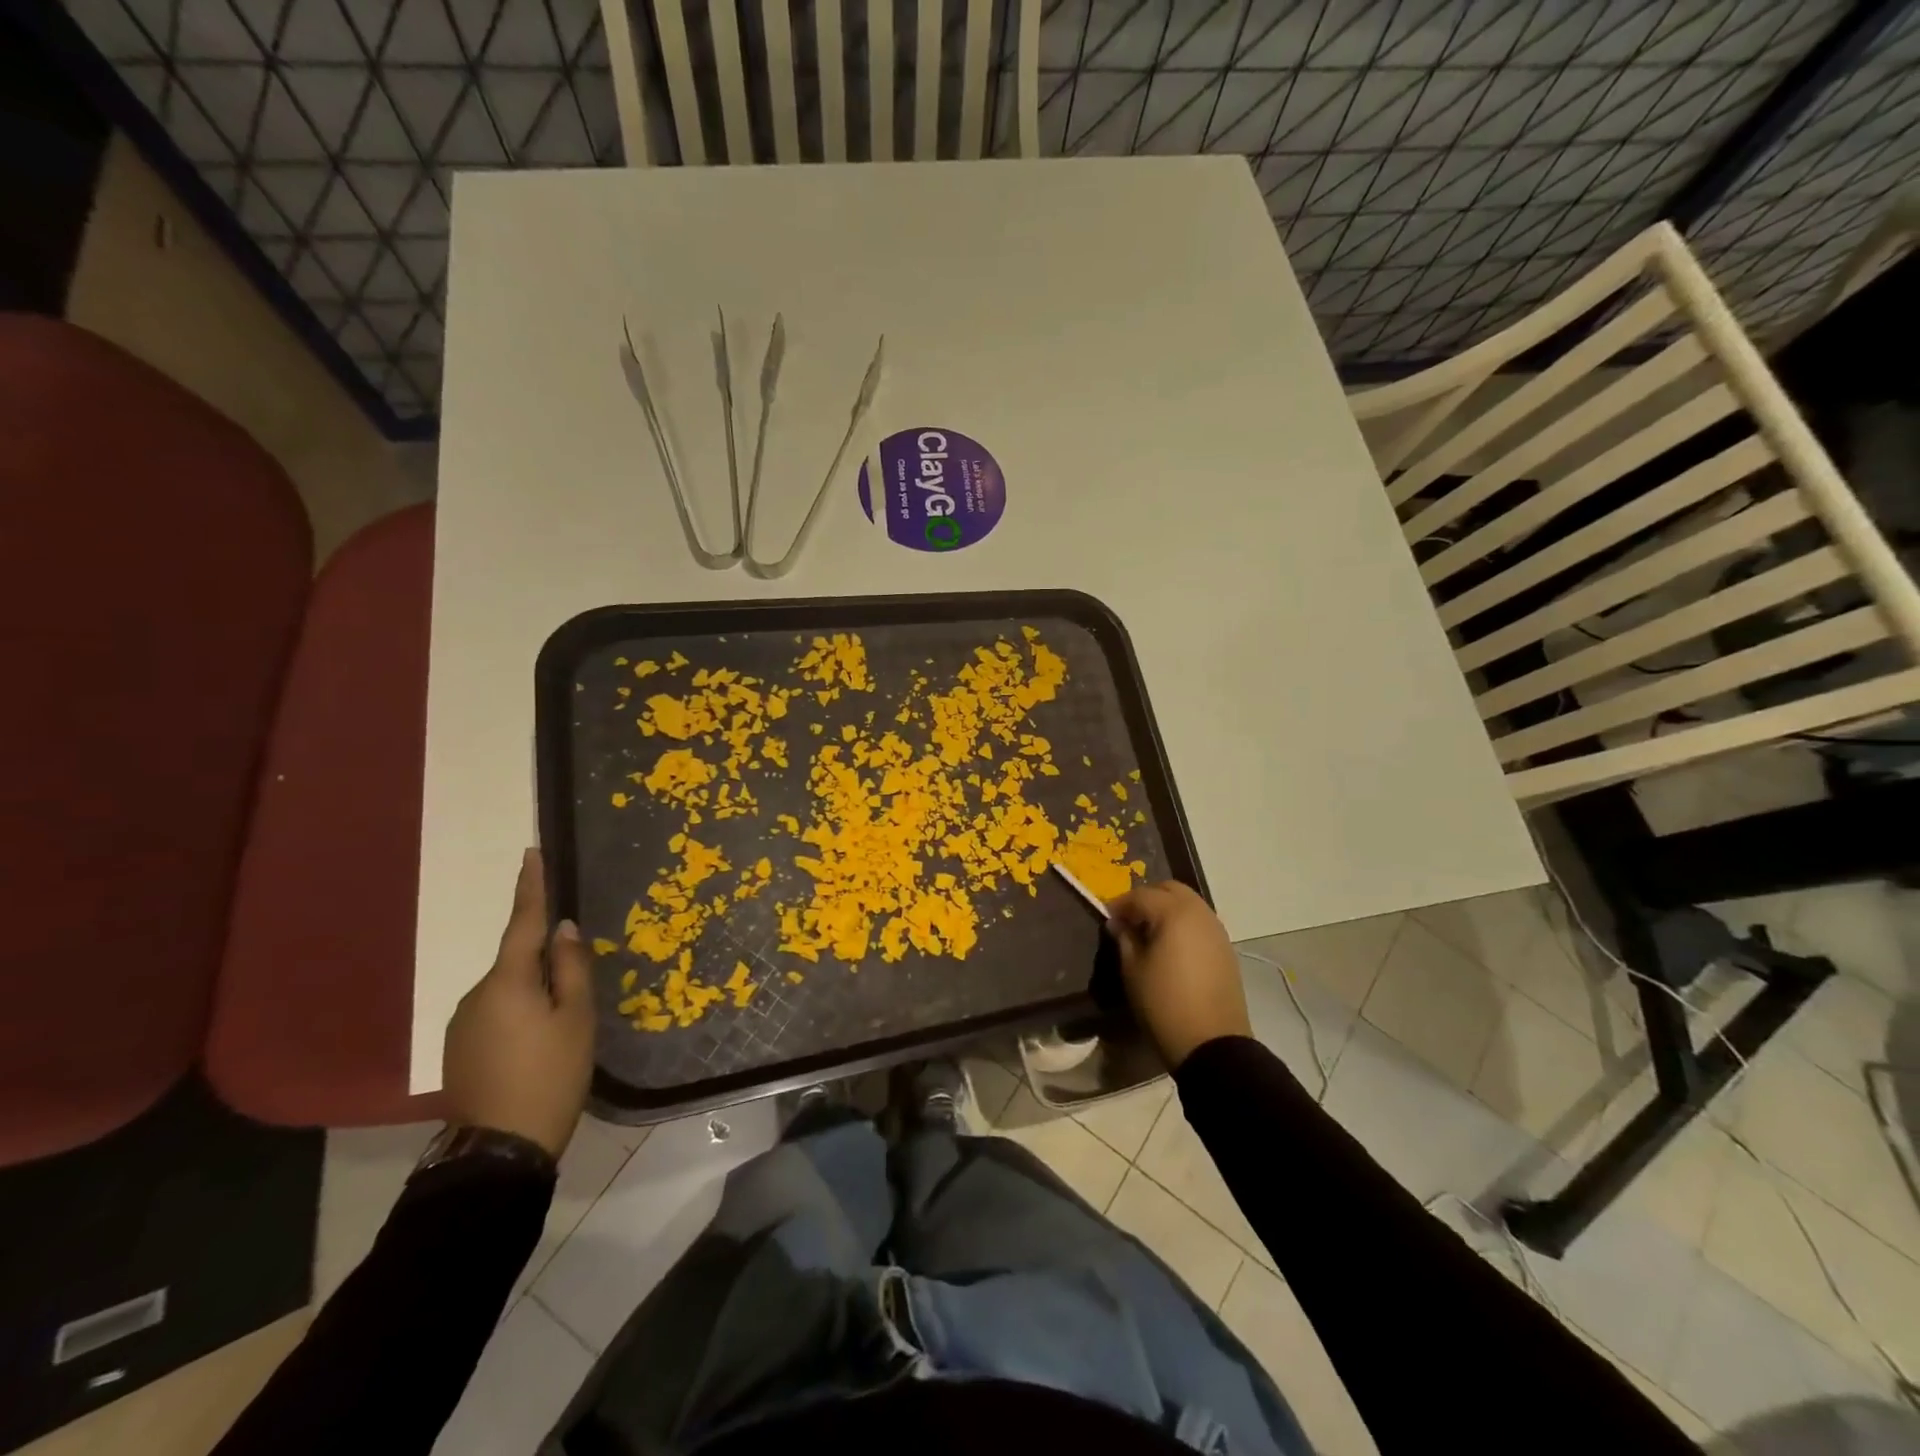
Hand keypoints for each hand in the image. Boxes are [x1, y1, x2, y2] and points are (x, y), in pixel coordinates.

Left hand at [442, 849, 594, 1158]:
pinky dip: (519, 1017)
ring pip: (507, 991)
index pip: (524, 922)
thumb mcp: (577, 1017)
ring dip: (533, 995)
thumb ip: (572, 968)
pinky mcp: (459, 1049)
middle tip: (576, 992)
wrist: (499, 1149)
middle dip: (545, 964)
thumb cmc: (551, 1074)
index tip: (531, 854)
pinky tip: (536, 1048)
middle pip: (518, 962)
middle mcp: (476, 994)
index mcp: (508, 981)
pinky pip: (496, 1015)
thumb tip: (564, 929)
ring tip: (560, 1031)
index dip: (530, 887)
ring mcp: (462, 1024)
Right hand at [1107, 880, 1249, 1070]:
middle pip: (1170, 889)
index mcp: (1174, 913)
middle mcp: (1199, 913)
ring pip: (1189, 903)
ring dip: (1168, 909)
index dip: (1120, 904)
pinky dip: (1184, 923)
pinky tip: (1172, 947)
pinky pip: (1201, 922)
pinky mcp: (1226, 948)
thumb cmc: (1164, 1004)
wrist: (1212, 1043)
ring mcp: (1217, 930)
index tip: (1107, 918)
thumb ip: (1124, 939)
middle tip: (1130, 920)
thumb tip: (1118, 923)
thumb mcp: (1133, 970)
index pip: (1141, 896)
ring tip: (1150, 933)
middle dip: (1148, 898)